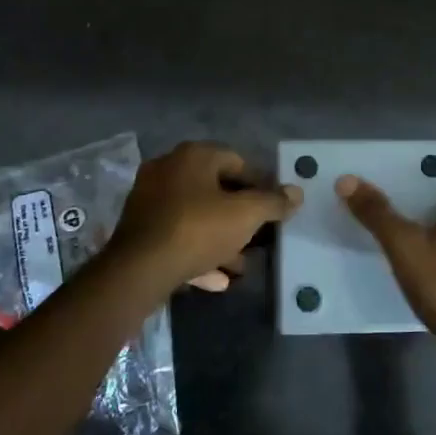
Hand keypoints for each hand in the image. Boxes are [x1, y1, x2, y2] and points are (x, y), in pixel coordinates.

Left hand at [110, 142, 302, 292]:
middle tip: (259, 239)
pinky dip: (198, 253)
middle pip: (216, 190)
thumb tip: (296, 193)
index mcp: (193, 155)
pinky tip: (216, 279)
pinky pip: (178, 236)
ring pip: (197, 217)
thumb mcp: (245, 215)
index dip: (261, 186)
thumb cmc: (197, 229)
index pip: (237, 161)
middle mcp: (168, 169)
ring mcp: (150, 199)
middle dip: (240, 218)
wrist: (139, 270)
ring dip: (221, 239)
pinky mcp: (139, 230)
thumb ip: (273, 202)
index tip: (274, 210)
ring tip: (240, 266)